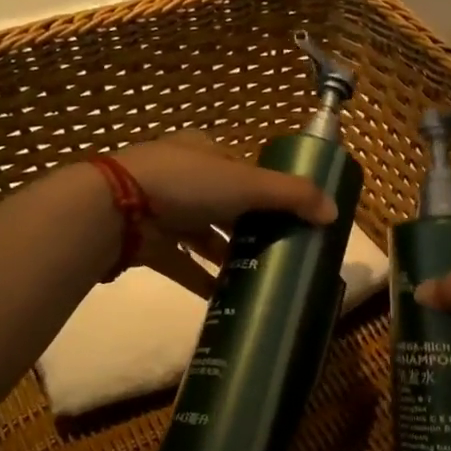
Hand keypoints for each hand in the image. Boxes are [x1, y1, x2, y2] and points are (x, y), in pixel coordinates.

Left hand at [113, 131, 337, 295]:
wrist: (115, 209)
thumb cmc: (187, 184)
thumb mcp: (248, 184)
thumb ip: (293, 196)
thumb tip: (335, 213)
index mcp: (205, 152)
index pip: (243, 169)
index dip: (266, 191)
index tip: (288, 216)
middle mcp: (183, 176)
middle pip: (225, 204)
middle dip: (249, 227)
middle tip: (277, 250)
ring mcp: (161, 210)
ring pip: (203, 235)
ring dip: (227, 255)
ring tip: (258, 275)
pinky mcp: (148, 242)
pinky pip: (182, 264)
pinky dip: (202, 280)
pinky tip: (225, 298)